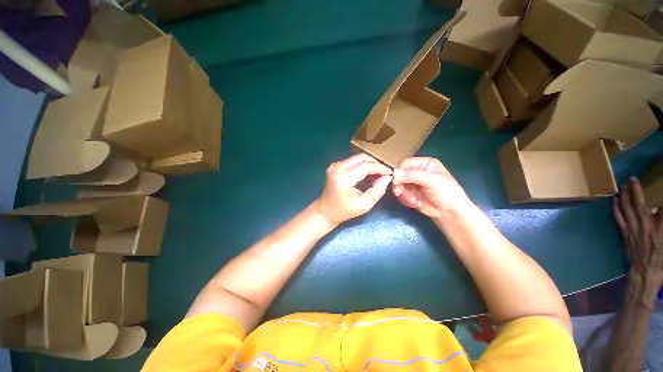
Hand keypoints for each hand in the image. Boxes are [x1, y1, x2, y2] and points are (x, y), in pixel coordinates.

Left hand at [316, 154, 392, 224]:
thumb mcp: (364, 205)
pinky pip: (353, 161)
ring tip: (376, 176)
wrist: (325, 211)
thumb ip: (377, 191)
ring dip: (369, 164)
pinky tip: (367, 175)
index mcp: (343, 178)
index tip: (390, 173)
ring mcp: (335, 165)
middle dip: (376, 164)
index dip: (380, 168)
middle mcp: (337, 167)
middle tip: (383, 175)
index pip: (365, 166)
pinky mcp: (335, 165)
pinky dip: (362, 165)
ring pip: (358, 158)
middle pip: (362, 158)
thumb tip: (387, 177)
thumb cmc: (344, 211)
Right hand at [392, 157, 471, 218]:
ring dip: (403, 194)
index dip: (400, 171)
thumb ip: (413, 175)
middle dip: (399, 185)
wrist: (450, 214)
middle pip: (399, 174)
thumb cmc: (446, 193)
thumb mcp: (432, 181)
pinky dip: (405, 199)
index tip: (397, 181)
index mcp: (425, 164)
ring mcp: (413, 183)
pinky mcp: (410, 193)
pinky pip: (400, 194)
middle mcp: (418, 172)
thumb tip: (394, 173)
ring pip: (398, 185)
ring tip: (413, 200)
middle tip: (399, 192)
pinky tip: (415, 203)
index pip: (405, 163)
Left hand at [613, 178, 662, 286]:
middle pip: (637, 203)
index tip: (654, 184)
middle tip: (632, 178)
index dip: (657, 195)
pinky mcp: (624, 233)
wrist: (645, 272)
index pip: (662, 207)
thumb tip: (660, 210)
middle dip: (634, 189)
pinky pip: (618, 217)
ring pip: (625, 208)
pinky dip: (616, 207)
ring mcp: (631, 229)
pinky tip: (614, 200)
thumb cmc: (661, 257)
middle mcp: (644, 225)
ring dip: (623, 195)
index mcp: (659, 228)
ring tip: (622, 186)